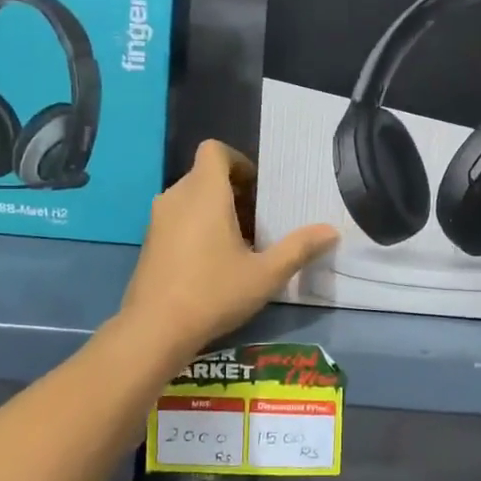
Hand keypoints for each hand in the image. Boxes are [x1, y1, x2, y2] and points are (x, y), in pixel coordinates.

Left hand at [120, 141, 337, 354]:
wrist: (154, 330)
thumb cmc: (214, 293)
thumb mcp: (266, 274)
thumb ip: (299, 248)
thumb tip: (332, 231)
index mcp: (204, 193)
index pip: (214, 150)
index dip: (239, 161)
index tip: (258, 190)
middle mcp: (176, 197)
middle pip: (205, 175)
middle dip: (233, 190)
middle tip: (257, 221)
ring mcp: (157, 220)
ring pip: (190, 198)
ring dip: (215, 209)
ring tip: (239, 243)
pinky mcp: (148, 243)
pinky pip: (177, 218)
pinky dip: (196, 226)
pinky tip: (213, 263)